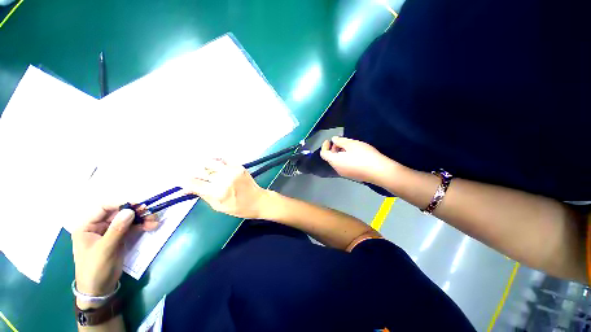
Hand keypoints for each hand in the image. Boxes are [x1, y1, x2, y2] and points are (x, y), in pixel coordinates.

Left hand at [72, 205, 157, 300]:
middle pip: (119, 213)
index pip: (103, 208)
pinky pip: (132, 227)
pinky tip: (151, 226)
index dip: (120, 204)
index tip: (138, 204)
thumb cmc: (95, 269)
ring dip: (142, 219)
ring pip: (128, 219)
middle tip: (151, 213)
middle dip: (136, 212)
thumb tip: (129, 211)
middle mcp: (98, 226)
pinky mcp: (120, 238)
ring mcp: (110, 232)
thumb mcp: (105, 250)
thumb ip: (116, 230)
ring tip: (155, 222)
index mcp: (87, 226)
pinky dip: (142, 226)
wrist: (99, 289)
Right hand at [186, 159, 268, 218]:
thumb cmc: (239, 208)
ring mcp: (232, 171)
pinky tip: (216, 167)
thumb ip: (203, 195)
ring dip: (205, 166)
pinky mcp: (239, 166)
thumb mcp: (218, 206)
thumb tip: (186, 189)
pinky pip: (223, 160)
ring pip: (211, 162)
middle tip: (195, 177)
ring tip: (206, 172)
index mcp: (218, 192)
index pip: (193, 183)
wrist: (258, 200)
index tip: (181, 180)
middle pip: (201, 170)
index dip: (184, 181)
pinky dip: (216, 162)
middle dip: (194, 174)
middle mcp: (224, 179)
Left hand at [320, 137, 399, 183]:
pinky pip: (344, 166)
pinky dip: (344, 159)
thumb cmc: (363, 155)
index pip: (324, 154)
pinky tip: (353, 155)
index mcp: (334, 161)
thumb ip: (340, 141)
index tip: (328, 140)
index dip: (324, 146)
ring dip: (339, 154)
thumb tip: (333, 140)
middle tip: (340, 142)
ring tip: (348, 147)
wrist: (379, 172)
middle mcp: (337, 169)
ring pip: (337, 162)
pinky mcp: (352, 176)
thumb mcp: (351, 144)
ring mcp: (345, 174)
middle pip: (330, 158)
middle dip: (333, 149)